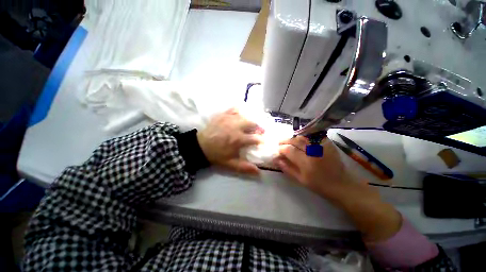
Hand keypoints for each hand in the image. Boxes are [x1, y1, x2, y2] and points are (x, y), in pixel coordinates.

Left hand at [197, 108, 262, 174]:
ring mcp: (229, 119)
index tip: (262, 141)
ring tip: (251, 124)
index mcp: (238, 139)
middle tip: (259, 131)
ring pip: (245, 116)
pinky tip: (240, 116)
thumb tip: (259, 172)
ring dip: (250, 120)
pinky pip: (234, 109)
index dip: (261, 140)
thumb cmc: (217, 155)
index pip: (255, 138)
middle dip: (258, 127)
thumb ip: (245, 167)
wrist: (200, 146)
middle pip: (253, 123)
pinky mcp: (223, 115)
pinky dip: (239, 111)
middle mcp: (236, 127)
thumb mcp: (230, 164)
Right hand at [275, 136, 357, 200]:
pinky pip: (313, 135)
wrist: (341, 184)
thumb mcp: (300, 179)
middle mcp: (314, 151)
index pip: (289, 150)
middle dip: (285, 141)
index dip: (281, 149)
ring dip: (293, 137)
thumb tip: (276, 159)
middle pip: (296, 140)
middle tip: (280, 143)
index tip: (278, 150)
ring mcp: (322, 145)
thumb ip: (287, 168)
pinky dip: (304, 136)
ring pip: (303, 136)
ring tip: (289, 141)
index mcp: (307, 162)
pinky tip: (300, 139)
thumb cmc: (319, 185)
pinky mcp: (327, 143)